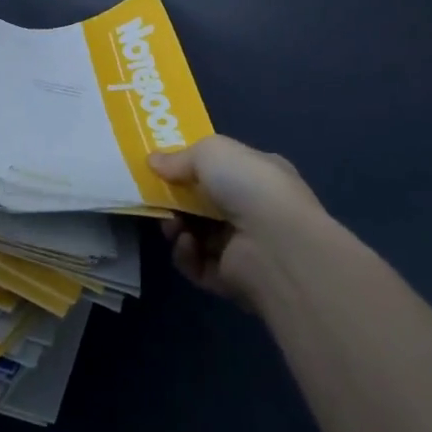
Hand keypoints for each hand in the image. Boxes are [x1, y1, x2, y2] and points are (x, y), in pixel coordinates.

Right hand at [148, 136, 335, 308]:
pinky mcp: (232, 280)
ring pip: (198, 235)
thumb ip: (180, 156)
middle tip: (158, 198)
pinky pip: (198, 265)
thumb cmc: (249, 186)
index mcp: (259, 175)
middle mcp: (255, 210)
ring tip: (172, 225)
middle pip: (205, 203)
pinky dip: (186, 255)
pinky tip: (187, 244)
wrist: (277, 246)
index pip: (224, 169)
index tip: (163, 168)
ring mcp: (245, 247)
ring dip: (177, 227)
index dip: (193, 167)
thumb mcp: (212, 152)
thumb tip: (153, 162)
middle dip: (178, 200)